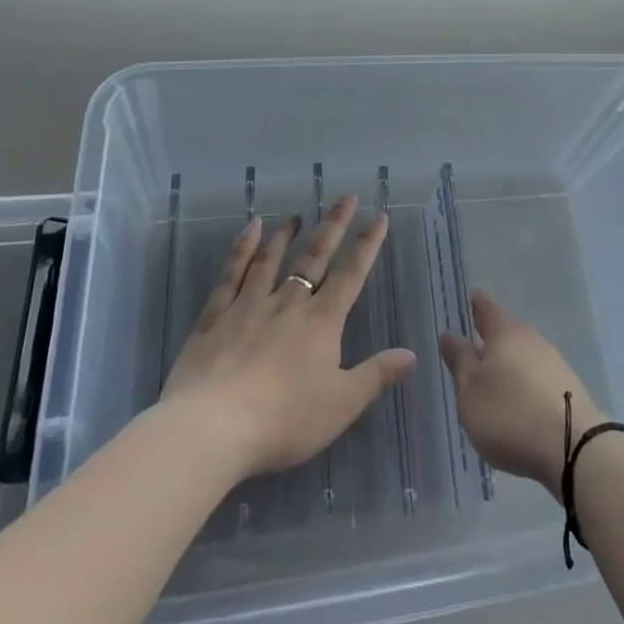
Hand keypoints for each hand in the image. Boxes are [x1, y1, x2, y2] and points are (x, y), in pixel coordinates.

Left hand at [161, 195, 415, 481]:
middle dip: (333, 226)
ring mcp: (248, 305)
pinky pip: (231, 274)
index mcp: (321, 322)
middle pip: (314, 258)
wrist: (212, 427)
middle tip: (345, 197)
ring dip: (286, 235)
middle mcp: (288, 304)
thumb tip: (412, 353)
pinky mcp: (215, 317)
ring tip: (296, 215)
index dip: (367, 245)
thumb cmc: (283, 419)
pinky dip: (242, 249)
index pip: (351, 275)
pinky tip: (250, 230)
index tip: (379, 216)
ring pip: (271, 260)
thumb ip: (376, 376)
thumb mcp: (341, 405)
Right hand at [440, 290, 601, 492]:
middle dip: (487, 339)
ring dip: (505, 365)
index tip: (459, 306)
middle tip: (467, 353)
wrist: (573, 447)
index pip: (484, 305)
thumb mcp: (471, 390)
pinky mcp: (566, 387)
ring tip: (488, 385)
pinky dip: (522, 384)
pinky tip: (515, 405)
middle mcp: (530, 337)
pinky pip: (535, 377)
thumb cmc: (510, 413)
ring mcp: (552, 361)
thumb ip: (459, 360)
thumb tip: (449, 333)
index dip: (471, 303)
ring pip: (521, 354)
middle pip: (504, 331)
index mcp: (504, 331)